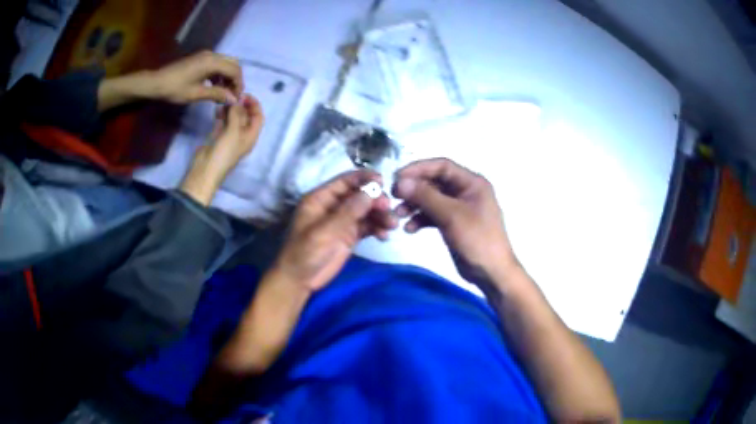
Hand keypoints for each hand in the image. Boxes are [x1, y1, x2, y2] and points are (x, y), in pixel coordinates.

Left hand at [150, 51, 242, 104]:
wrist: (157, 83)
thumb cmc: (175, 89)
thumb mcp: (196, 94)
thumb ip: (217, 94)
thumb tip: (233, 99)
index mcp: (212, 62)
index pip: (234, 70)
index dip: (239, 84)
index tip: (236, 98)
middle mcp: (212, 55)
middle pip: (232, 64)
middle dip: (235, 79)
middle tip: (232, 95)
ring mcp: (205, 56)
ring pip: (225, 64)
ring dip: (227, 78)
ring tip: (223, 94)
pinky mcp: (200, 59)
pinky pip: (216, 65)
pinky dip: (219, 75)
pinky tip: (215, 87)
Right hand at [206, 94, 264, 174]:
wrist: (206, 169)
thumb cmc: (224, 151)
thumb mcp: (233, 131)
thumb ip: (237, 114)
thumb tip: (238, 99)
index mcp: (251, 136)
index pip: (258, 117)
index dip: (254, 105)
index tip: (245, 94)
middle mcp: (242, 136)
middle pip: (246, 117)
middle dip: (241, 105)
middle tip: (232, 96)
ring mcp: (230, 137)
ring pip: (233, 119)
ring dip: (230, 109)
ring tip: (224, 101)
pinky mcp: (219, 138)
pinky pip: (223, 123)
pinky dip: (222, 115)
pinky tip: (217, 109)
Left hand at [274, 170, 397, 291]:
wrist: (299, 280)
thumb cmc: (304, 252)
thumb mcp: (324, 231)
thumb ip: (347, 212)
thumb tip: (370, 192)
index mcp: (321, 199)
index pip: (344, 181)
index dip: (363, 178)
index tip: (382, 181)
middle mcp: (333, 206)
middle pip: (359, 195)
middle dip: (375, 200)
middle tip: (388, 209)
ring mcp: (342, 221)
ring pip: (366, 211)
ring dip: (380, 215)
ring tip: (392, 225)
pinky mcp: (350, 236)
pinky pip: (368, 227)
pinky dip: (378, 228)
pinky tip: (384, 236)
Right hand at [392, 158, 517, 285]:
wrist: (491, 272)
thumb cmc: (477, 240)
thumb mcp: (451, 216)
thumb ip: (426, 196)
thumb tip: (401, 182)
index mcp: (472, 183)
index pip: (442, 166)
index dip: (418, 169)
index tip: (397, 178)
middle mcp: (466, 191)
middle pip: (434, 182)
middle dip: (414, 189)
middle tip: (394, 197)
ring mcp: (459, 208)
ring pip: (432, 199)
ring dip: (414, 205)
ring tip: (399, 216)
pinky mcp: (453, 223)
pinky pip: (433, 215)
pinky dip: (421, 219)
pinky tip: (410, 229)